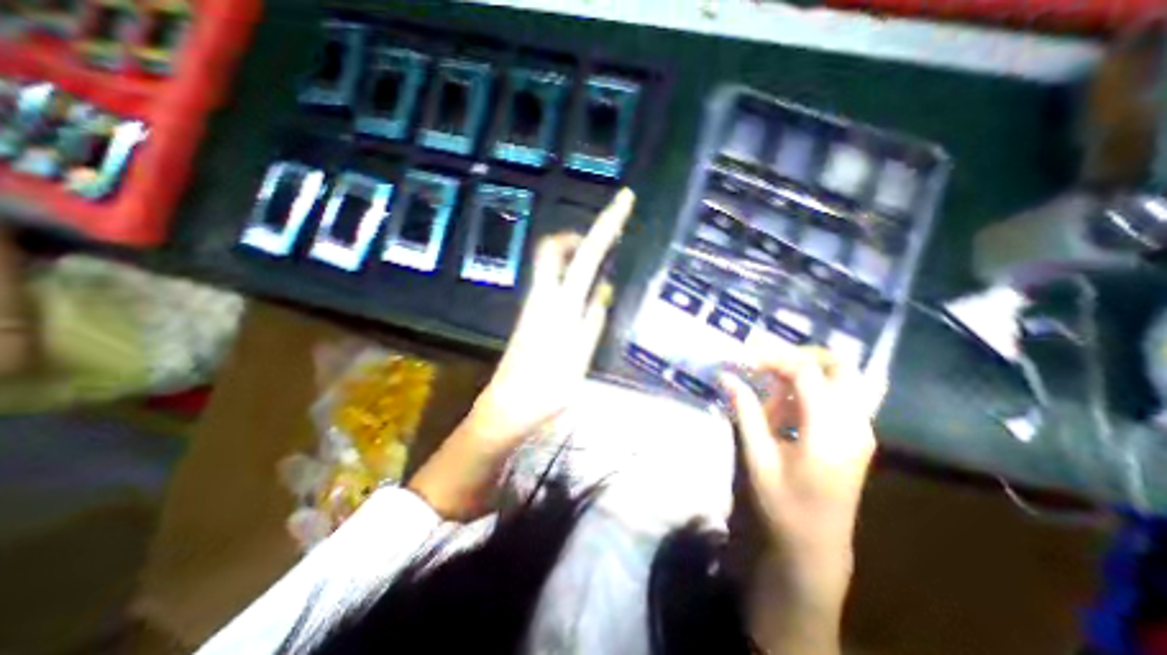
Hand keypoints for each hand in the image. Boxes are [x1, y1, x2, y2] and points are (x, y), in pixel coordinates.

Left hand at [411, 188, 637, 519]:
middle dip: (580, 235)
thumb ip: (592, 320)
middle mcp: (543, 297)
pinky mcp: (531, 316)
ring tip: (602, 264)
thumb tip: (604, 289)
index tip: (624, 200)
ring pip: (553, 264)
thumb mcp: (580, 358)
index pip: (587, 254)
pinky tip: (585, 291)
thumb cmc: (547, 389)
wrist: (508, 408)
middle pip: (554, 247)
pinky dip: (571, 275)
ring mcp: (534, 305)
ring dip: (577, 255)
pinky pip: (553, 283)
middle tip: (603, 243)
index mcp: (560, 305)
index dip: (607, 224)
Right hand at [722, 347, 874, 653]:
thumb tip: (727, 376)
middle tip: (765, 363)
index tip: (743, 359)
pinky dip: (809, 391)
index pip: (807, 372)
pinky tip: (784, 409)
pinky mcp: (855, 437)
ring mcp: (860, 430)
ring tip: (769, 390)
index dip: (773, 357)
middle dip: (800, 356)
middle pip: (839, 366)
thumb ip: (745, 412)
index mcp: (830, 430)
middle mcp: (855, 424)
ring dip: (803, 374)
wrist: (815, 549)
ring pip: (841, 379)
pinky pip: (837, 397)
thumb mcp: (758, 458)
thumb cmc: (783, 505)